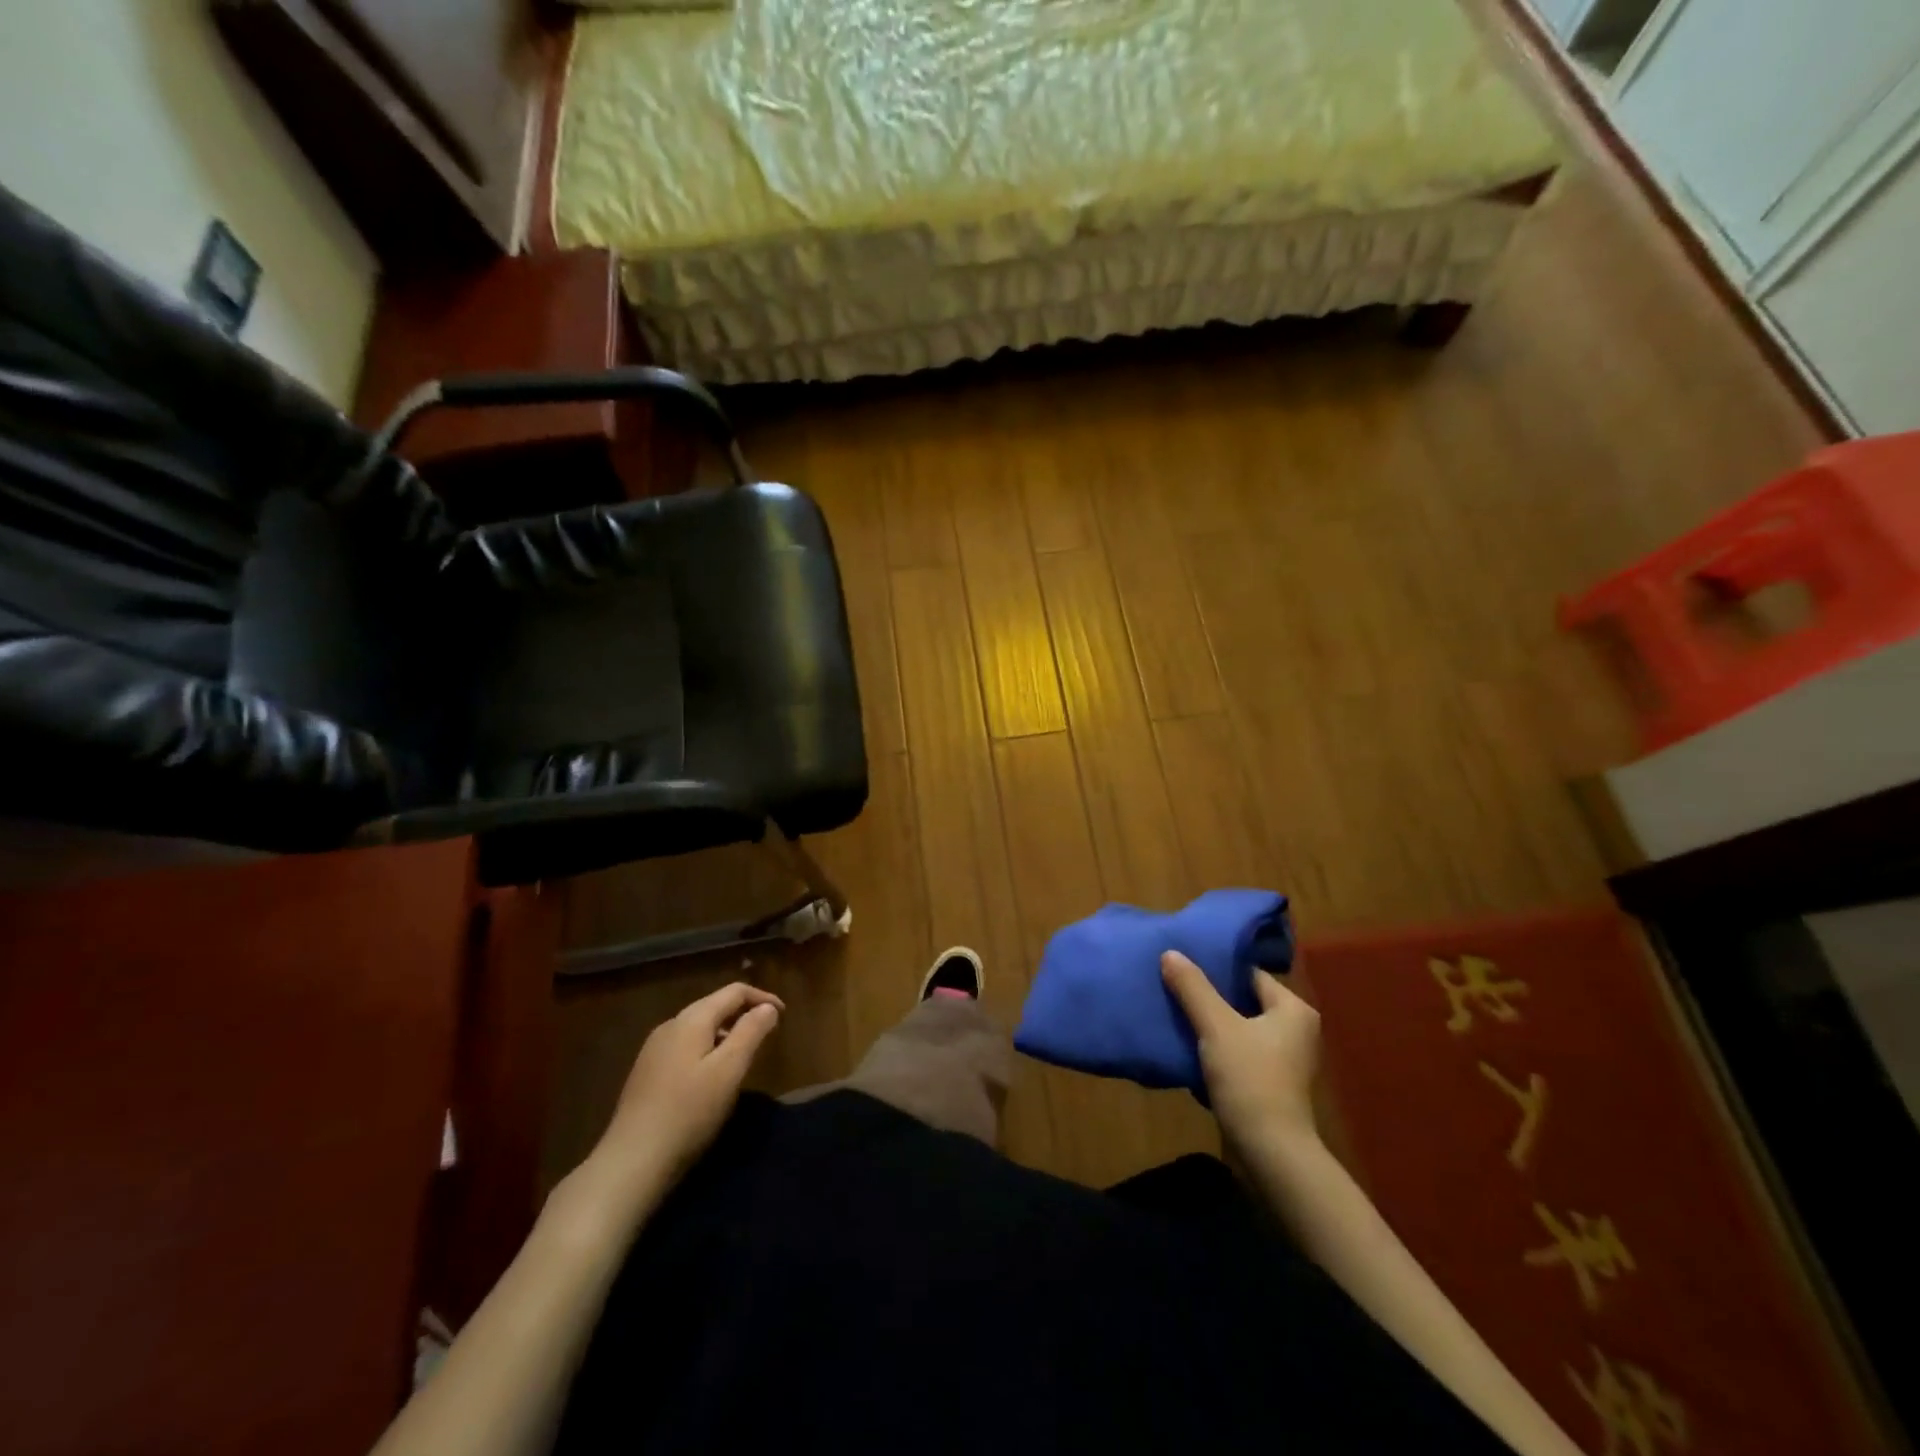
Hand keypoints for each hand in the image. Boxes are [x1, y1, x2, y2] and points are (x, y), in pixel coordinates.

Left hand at [593, 981, 783, 1190]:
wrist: (631, 1161)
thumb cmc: (688, 1112)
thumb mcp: (729, 1070)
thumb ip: (751, 1032)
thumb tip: (767, 1008)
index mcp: (691, 1020)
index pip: (733, 992)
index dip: (762, 998)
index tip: (783, 1015)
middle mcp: (670, 1026)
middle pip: (714, 1006)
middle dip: (744, 1014)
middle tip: (767, 1034)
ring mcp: (654, 1050)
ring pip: (698, 1028)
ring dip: (726, 1033)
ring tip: (744, 1056)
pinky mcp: (646, 1073)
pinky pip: (685, 1047)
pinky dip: (707, 1049)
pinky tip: (712, 1076)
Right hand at [1161, 951, 1320, 1152]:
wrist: (1270, 1153)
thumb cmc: (1250, 1079)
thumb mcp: (1216, 1027)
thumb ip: (1193, 988)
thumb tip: (1170, 952)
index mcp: (1293, 1009)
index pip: (1248, 974)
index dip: (1215, 967)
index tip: (1182, 963)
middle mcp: (1295, 1030)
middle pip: (1242, 1000)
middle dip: (1208, 996)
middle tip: (1172, 984)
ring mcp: (1284, 1060)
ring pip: (1237, 1028)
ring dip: (1209, 1024)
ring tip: (1173, 1011)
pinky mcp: (1270, 1083)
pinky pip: (1238, 1053)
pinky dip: (1215, 1049)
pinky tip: (1187, 1046)